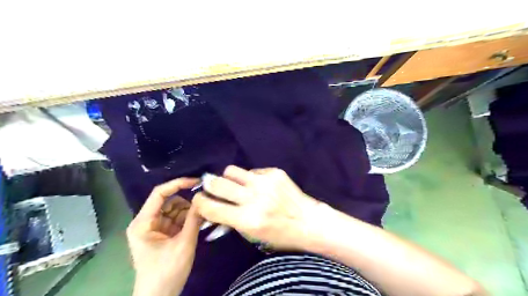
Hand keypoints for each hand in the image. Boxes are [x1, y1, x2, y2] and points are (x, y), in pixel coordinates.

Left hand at [127, 178, 202, 295]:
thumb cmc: (167, 272)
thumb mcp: (184, 243)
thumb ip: (194, 219)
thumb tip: (203, 198)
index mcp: (143, 222)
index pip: (159, 193)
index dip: (178, 184)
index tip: (197, 182)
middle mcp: (147, 222)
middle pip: (169, 201)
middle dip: (187, 203)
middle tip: (205, 205)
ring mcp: (155, 228)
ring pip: (175, 210)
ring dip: (190, 212)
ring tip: (203, 219)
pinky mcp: (163, 234)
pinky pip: (177, 219)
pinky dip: (189, 220)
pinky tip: (199, 224)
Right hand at [192, 165, 321, 250]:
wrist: (308, 221)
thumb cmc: (280, 235)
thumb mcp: (252, 236)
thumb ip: (230, 221)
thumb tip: (211, 208)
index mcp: (247, 220)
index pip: (210, 207)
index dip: (200, 202)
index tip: (200, 199)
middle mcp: (254, 198)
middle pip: (217, 182)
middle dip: (210, 185)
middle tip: (212, 187)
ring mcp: (265, 182)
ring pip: (231, 170)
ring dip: (229, 178)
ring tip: (236, 185)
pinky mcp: (274, 172)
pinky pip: (251, 171)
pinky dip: (250, 178)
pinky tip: (259, 186)